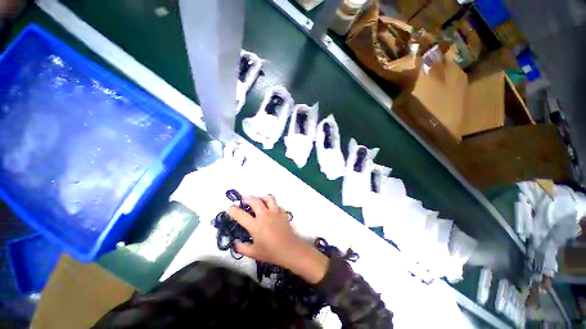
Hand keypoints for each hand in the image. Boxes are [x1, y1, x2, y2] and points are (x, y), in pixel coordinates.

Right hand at [228, 195, 328, 283]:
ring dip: (262, 197)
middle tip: (243, 200)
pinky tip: (271, 209)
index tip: (229, 208)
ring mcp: (275, 212)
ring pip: (268, 198)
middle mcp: (264, 215)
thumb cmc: (271, 253)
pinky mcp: (283, 213)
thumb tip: (235, 242)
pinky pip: (277, 205)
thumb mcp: (253, 253)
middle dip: (247, 198)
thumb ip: (242, 247)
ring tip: (259, 200)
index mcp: (255, 225)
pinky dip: (272, 205)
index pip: (241, 215)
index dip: (233, 210)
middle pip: (255, 201)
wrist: (290, 250)